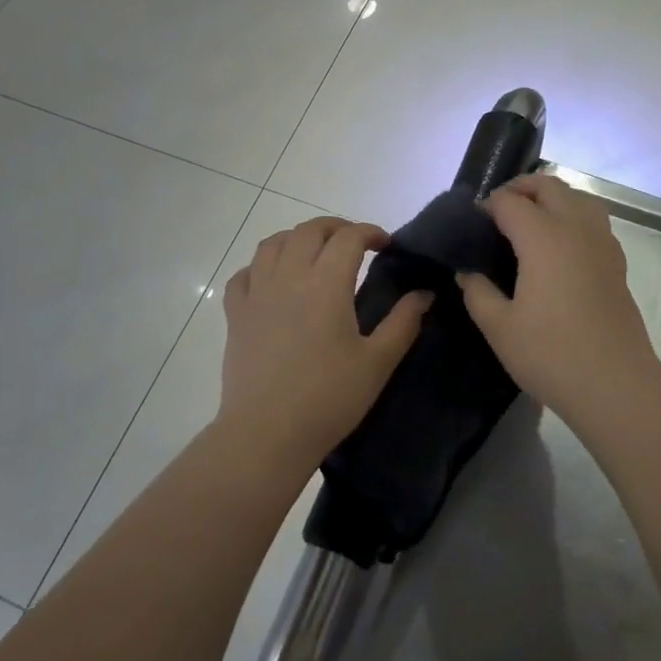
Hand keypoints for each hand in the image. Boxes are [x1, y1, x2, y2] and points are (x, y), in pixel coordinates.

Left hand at [218, 217, 431, 465]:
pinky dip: (261, 266)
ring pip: (273, 244)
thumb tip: (424, 294)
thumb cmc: (329, 398)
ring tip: (314, 253)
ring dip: (298, 238)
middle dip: (336, 228)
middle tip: (355, 244)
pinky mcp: (236, 315)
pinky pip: (244, 274)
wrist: (267, 433)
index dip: (370, 232)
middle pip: (309, 230)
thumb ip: (403, 322)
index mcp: (326, 283)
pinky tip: (272, 280)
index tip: (386, 245)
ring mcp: (257, 294)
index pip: (349, 237)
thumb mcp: (378, 362)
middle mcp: (289, 276)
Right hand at [457, 174, 660, 422]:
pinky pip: (593, 220)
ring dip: (551, 198)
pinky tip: (559, 247)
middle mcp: (576, 229)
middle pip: (548, 186)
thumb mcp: (499, 327)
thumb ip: (478, 292)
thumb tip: (468, 272)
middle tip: (497, 213)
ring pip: (577, 197)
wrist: (615, 384)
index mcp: (544, 238)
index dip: (487, 206)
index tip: (472, 225)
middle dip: (519, 189)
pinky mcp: (617, 262)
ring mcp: (602, 243)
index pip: (510, 202)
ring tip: (530, 221)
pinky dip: (572, 216)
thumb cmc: (551, 354)